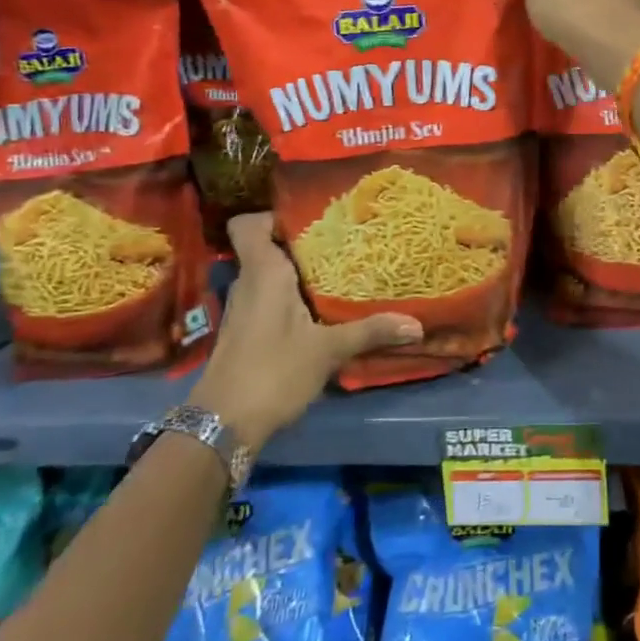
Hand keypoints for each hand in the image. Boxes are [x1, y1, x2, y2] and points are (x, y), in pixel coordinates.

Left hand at [189, 214, 421, 448]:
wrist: (223, 425)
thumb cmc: (273, 372)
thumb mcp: (327, 351)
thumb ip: (370, 332)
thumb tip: (416, 324)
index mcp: (263, 273)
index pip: (249, 224)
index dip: (273, 215)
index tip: (312, 218)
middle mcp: (249, 283)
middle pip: (267, 247)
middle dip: (302, 242)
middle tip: (343, 241)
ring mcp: (244, 308)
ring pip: (269, 274)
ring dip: (299, 272)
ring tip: (340, 270)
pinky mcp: (246, 331)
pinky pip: (269, 297)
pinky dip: (292, 296)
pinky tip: (321, 309)